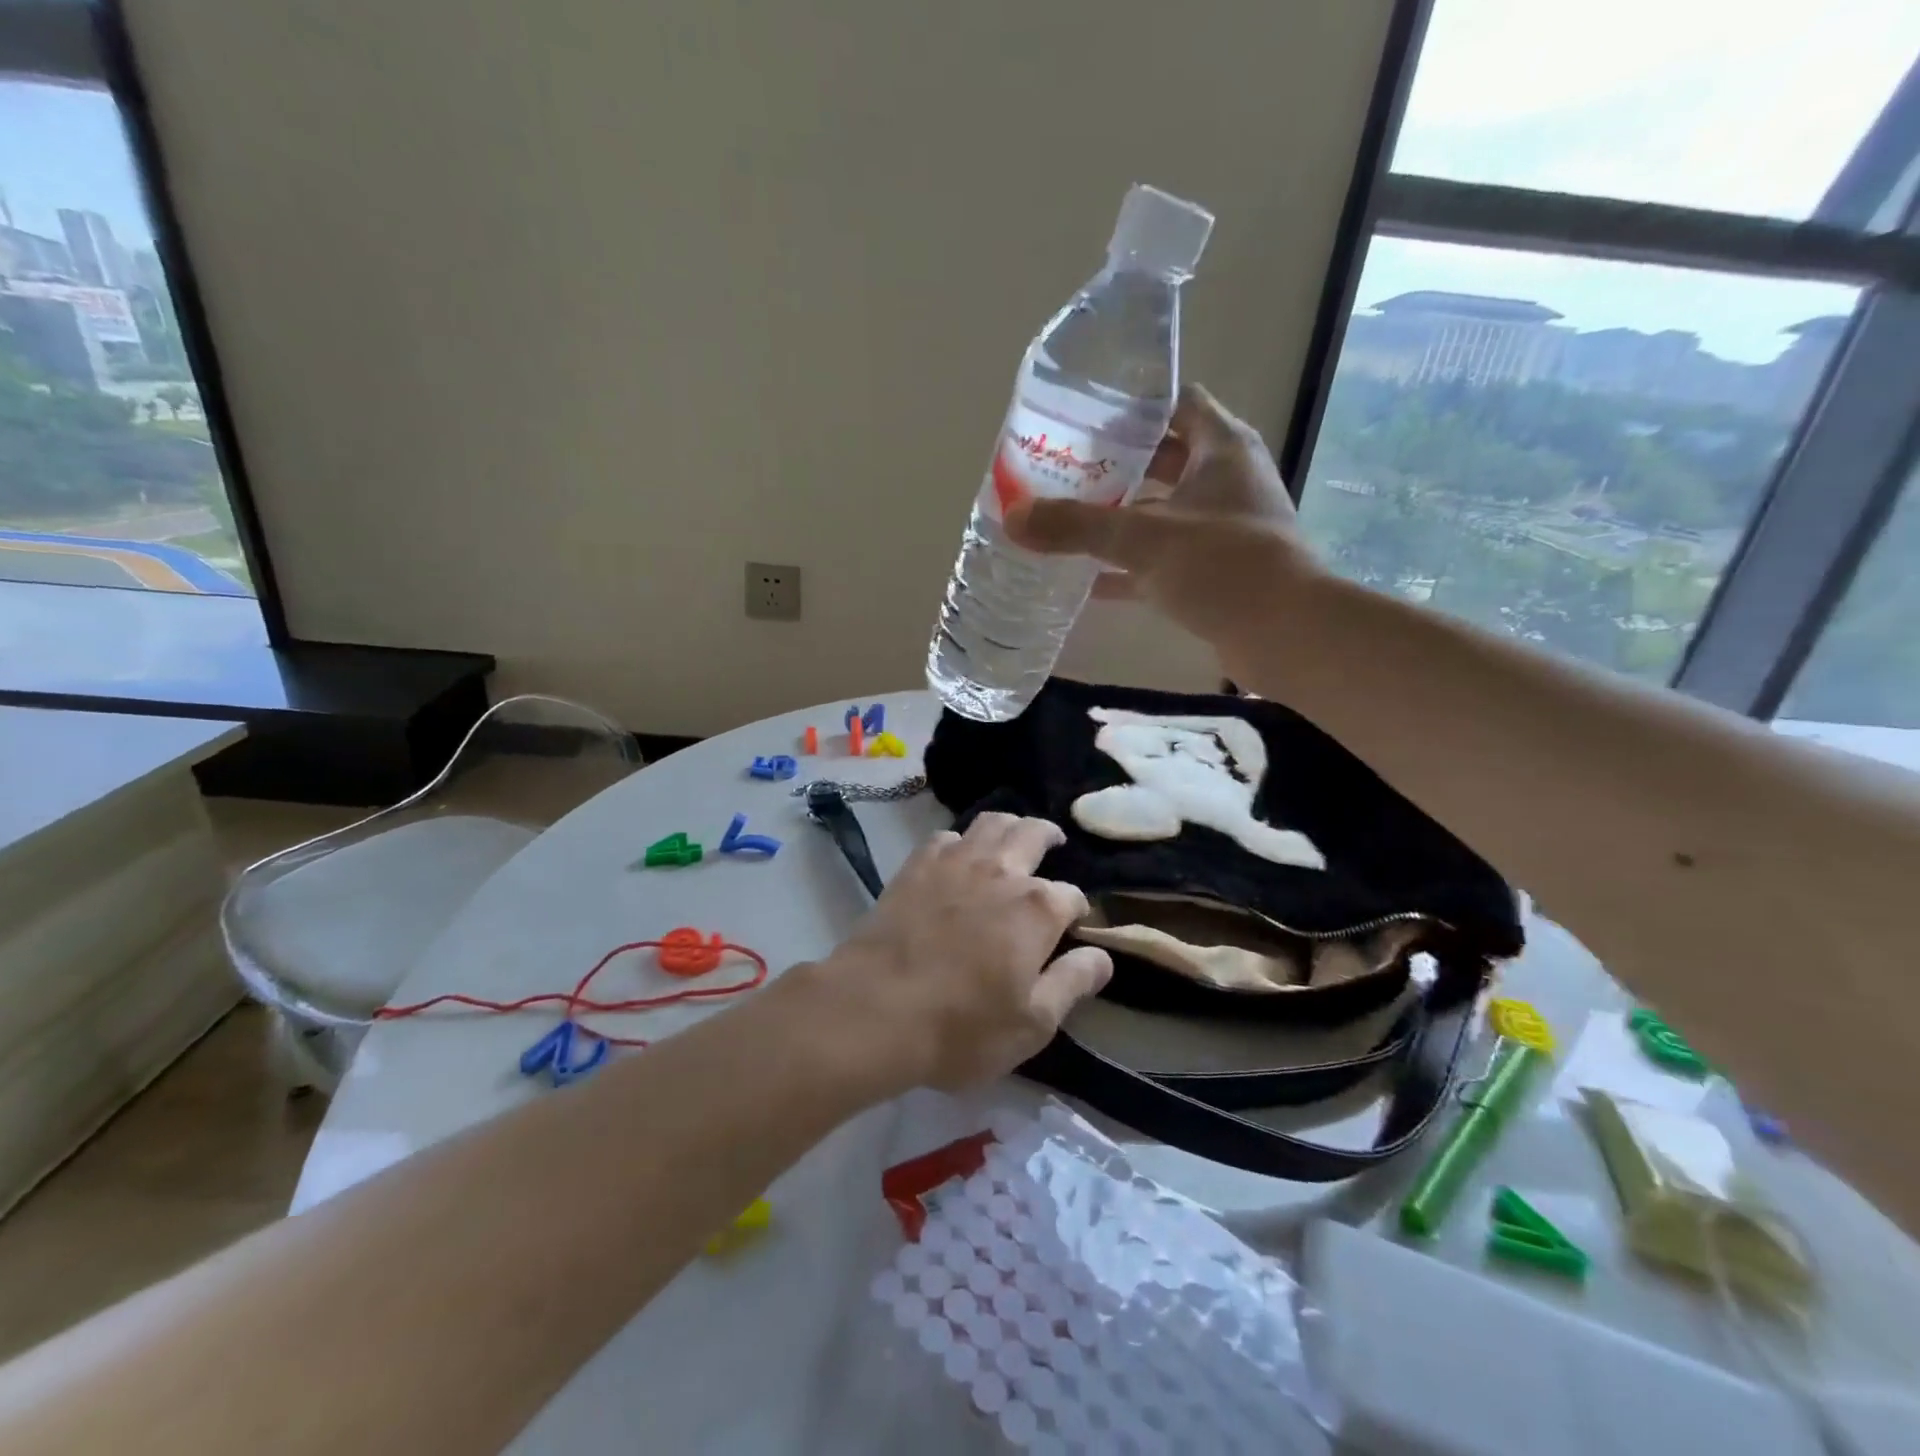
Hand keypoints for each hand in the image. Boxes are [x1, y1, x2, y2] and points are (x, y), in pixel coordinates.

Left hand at [793, 813, 1110, 1097]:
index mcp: (1037, 908)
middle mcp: (1001, 872)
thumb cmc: (961, 1027)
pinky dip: (961, 841)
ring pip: (991, 822)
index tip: (1072, 927)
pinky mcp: (917, 865)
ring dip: (1010, 825)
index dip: (1077, 911)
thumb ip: (1072, 984)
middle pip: (1034, 834)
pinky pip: (946, 837)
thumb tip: (1103, 957)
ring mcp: (956, 862)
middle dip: (1049, 837)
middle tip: (1054, 844)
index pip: (1072, 896)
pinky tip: (959, 857)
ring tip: (1013, 838)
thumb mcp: (1033, 1024)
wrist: (875, 1009)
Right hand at [1005, 383, 1321, 648]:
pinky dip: (1129, 567)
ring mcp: (1223, 528)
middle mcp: (1226, 480)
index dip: (1131, 405)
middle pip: (1163, 458)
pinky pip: (1163, 559)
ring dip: (1120, 516)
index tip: (1083, 416)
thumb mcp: (1141, 538)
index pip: (1176, 403)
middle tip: (1062, 469)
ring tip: (1067, 518)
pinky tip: (1087, 580)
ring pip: (1162, 511)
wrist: (1284, 634)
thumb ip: (1076, 526)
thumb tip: (1012, 517)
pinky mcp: (1217, 571)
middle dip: (1114, 464)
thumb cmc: (1221, 564)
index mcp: (1221, 449)